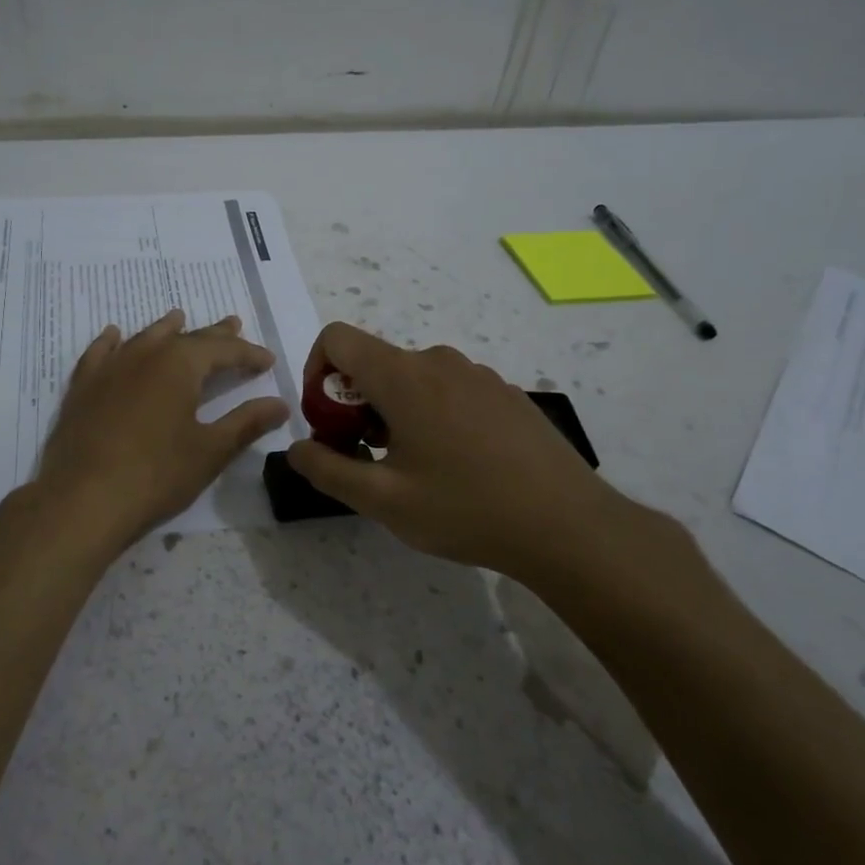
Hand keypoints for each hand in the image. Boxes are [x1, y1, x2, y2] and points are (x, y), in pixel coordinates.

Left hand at [31, 310, 289, 554]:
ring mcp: (109, 369)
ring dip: (166, 330)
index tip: (268, 361)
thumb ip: (246, 423)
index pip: (223, 350)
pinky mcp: (82, 388)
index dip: (248, 354)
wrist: (82, 500)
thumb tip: (280, 404)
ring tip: (178, 317)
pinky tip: (113, 335)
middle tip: (233, 324)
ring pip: (143, 338)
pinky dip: (111, 341)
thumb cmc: (156, 475)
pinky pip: (99, 353)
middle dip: (213, 335)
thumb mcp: (210, 451)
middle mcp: (144, 355)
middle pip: (185, 338)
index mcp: (180, 365)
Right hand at [286, 323, 656, 584]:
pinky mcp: (504, 394)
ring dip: (392, 412)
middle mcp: (439, 361)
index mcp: (404, 376)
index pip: (338, 338)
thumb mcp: (382, 500)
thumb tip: (296, 447)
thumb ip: (327, 469)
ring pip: (412, 379)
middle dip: (354, 404)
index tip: (327, 420)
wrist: (568, 525)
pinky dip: (430, 415)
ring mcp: (477, 375)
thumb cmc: (465, 509)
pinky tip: (455, 466)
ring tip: (411, 468)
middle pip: (374, 363)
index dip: (315, 371)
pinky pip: (449, 390)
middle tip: (366, 458)